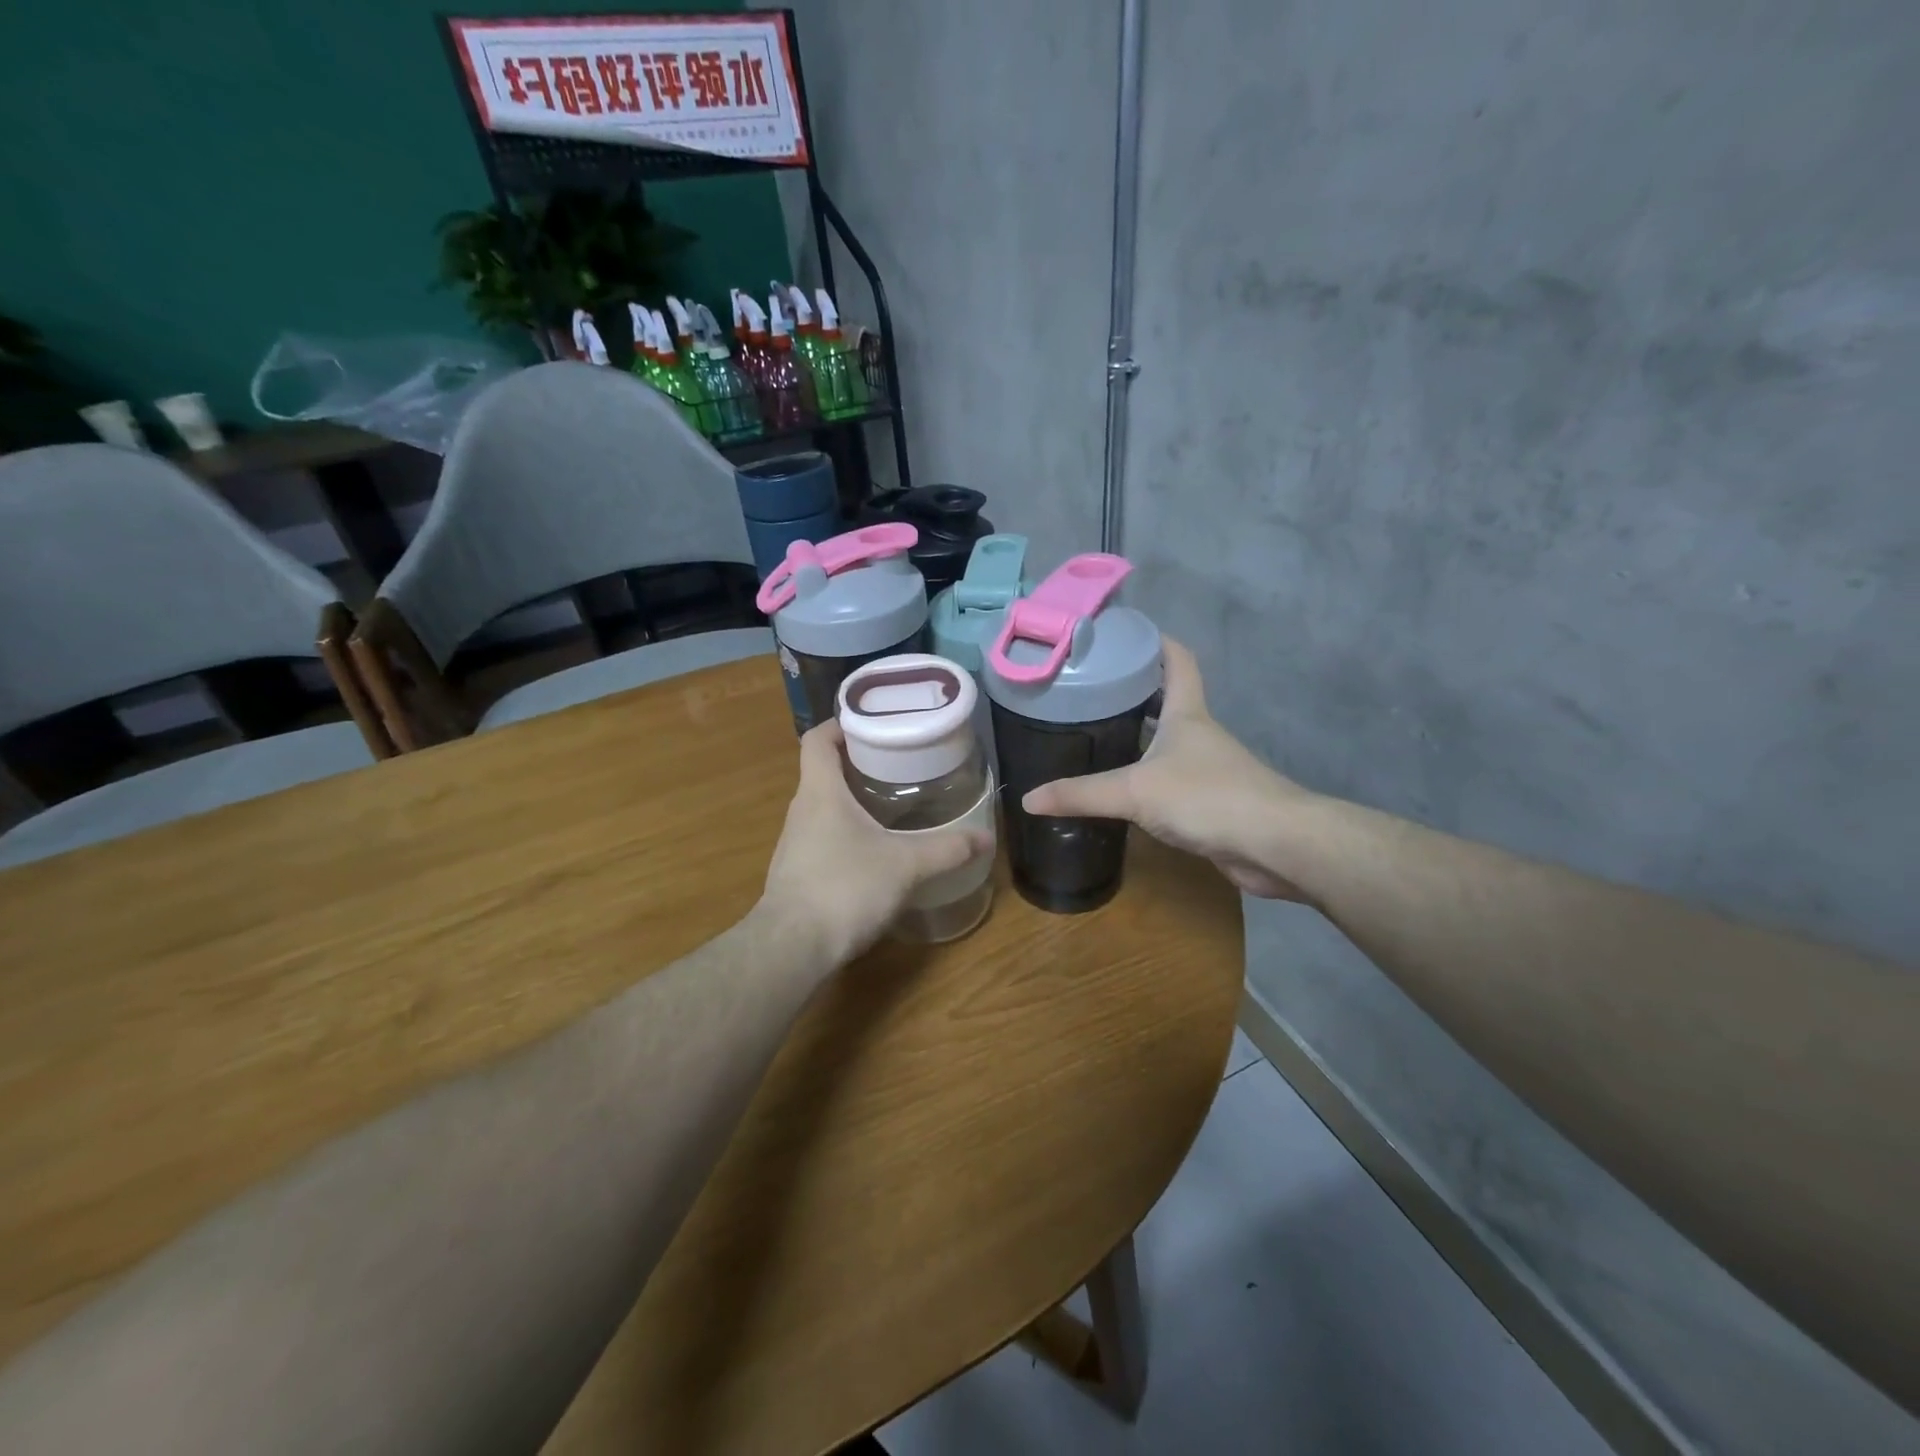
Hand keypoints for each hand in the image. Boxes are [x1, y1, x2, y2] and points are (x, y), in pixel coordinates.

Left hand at [760, 720, 991, 966]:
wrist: (792, 949)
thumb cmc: (845, 888)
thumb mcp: (906, 865)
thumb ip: (947, 849)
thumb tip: (987, 838)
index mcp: (820, 792)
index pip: (817, 739)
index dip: (840, 725)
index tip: (873, 725)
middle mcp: (801, 811)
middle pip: (823, 771)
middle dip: (858, 764)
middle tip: (899, 764)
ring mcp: (795, 843)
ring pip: (824, 807)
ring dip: (853, 800)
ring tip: (892, 805)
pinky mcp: (797, 873)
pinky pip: (823, 837)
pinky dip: (847, 833)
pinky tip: (875, 851)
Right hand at [1021, 639, 1310, 898]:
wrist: (1275, 844)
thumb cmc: (1207, 797)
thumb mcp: (1135, 791)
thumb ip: (1081, 794)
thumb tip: (1028, 799)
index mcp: (1186, 713)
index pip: (1177, 660)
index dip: (1156, 641)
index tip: (1125, 634)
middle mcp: (1199, 734)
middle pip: (1168, 700)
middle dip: (1134, 692)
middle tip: (1090, 692)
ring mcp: (1209, 769)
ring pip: (1168, 743)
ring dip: (1139, 737)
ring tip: (1094, 737)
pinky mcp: (1212, 803)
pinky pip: (1172, 781)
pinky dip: (1148, 779)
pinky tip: (1122, 791)